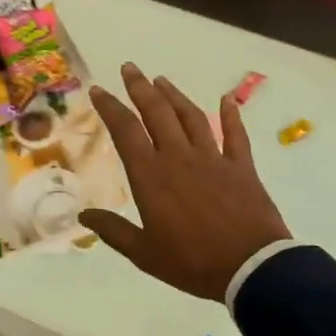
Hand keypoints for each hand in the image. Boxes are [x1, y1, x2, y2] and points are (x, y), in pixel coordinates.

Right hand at [79, 64, 291, 301]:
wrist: (250, 267)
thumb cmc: (192, 262)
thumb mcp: (144, 253)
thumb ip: (114, 231)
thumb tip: (84, 215)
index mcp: (151, 176)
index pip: (126, 131)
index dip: (110, 108)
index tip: (99, 90)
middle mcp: (179, 157)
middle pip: (157, 112)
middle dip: (141, 88)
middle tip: (130, 68)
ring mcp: (213, 158)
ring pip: (191, 117)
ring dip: (175, 96)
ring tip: (162, 80)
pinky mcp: (242, 167)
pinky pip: (236, 134)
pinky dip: (231, 115)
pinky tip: (227, 99)